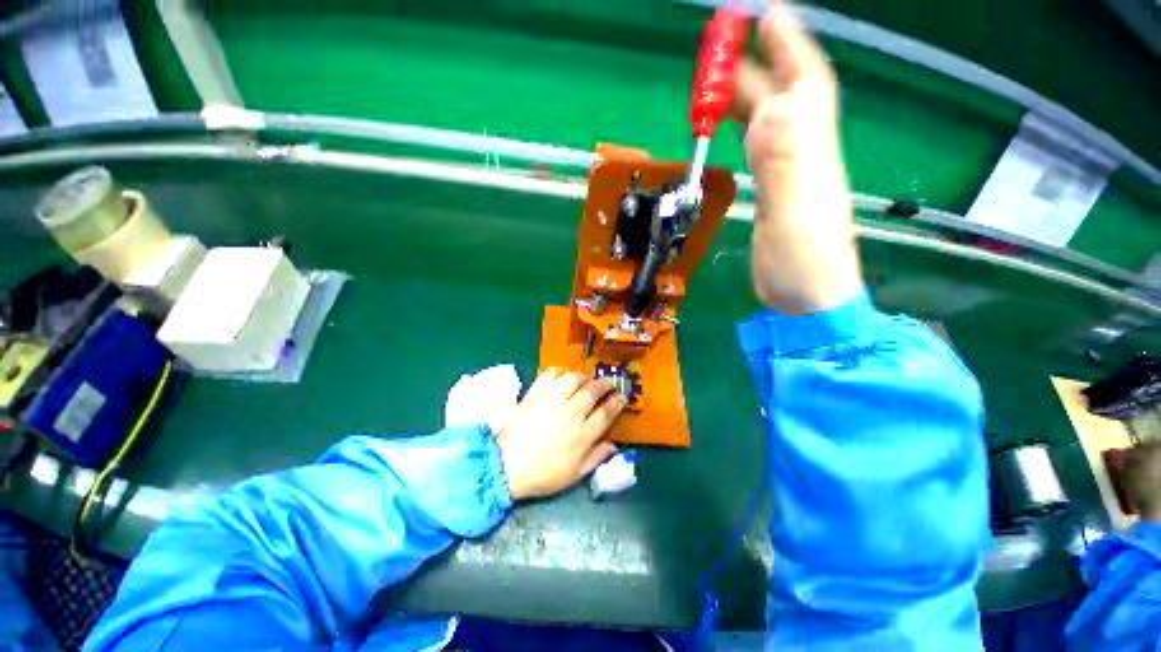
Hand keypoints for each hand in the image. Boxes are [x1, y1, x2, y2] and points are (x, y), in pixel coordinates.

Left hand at [492, 370, 625, 500]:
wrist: (506, 466)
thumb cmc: (543, 475)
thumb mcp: (575, 475)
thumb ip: (596, 458)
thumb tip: (614, 445)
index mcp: (582, 435)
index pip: (607, 412)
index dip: (617, 401)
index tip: (622, 396)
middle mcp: (571, 413)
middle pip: (593, 391)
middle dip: (604, 384)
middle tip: (607, 384)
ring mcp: (552, 401)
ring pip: (574, 379)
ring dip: (584, 376)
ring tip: (586, 379)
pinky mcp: (535, 394)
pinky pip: (550, 374)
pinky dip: (559, 371)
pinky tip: (563, 375)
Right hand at [733, 2, 862, 313]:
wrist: (807, 300)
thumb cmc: (804, 265)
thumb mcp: (793, 216)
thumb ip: (783, 164)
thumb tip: (772, 108)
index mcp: (811, 155)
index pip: (807, 86)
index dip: (791, 46)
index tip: (768, 14)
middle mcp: (804, 156)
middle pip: (785, 98)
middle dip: (761, 64)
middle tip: (728, 44)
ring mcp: (789, 176)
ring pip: (771, 122)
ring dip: (749, 96)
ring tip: (720, 80)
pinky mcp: (774, 195)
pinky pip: (761, 149)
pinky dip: (745, 129)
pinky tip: (734, 124)